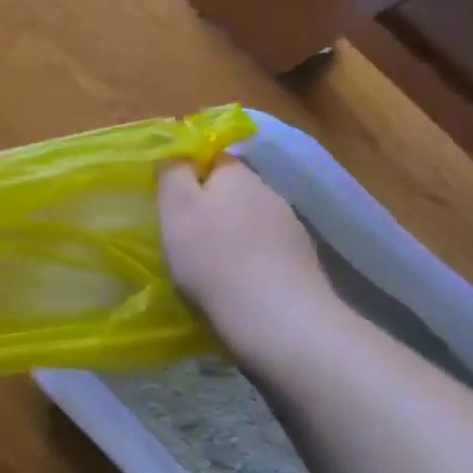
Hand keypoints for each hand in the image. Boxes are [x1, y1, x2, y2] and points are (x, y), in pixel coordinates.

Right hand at [157, 157, 335, 329]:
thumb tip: (174, 152)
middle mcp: (269, 192)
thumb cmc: (214, 258)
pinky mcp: (303, 263)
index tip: (170, 200)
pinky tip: (237, 284)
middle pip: (232, 191)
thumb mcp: (176, 209)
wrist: (279, 320)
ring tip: (209, 265)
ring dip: (231, 236)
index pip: (211, 157)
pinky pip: (267, 252)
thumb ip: (172, 173)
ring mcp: (291, 229)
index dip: (188, 173)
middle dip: (210, 207)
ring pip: (250, 222)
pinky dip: (250, 261)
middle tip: (183, 235)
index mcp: (237, 174)